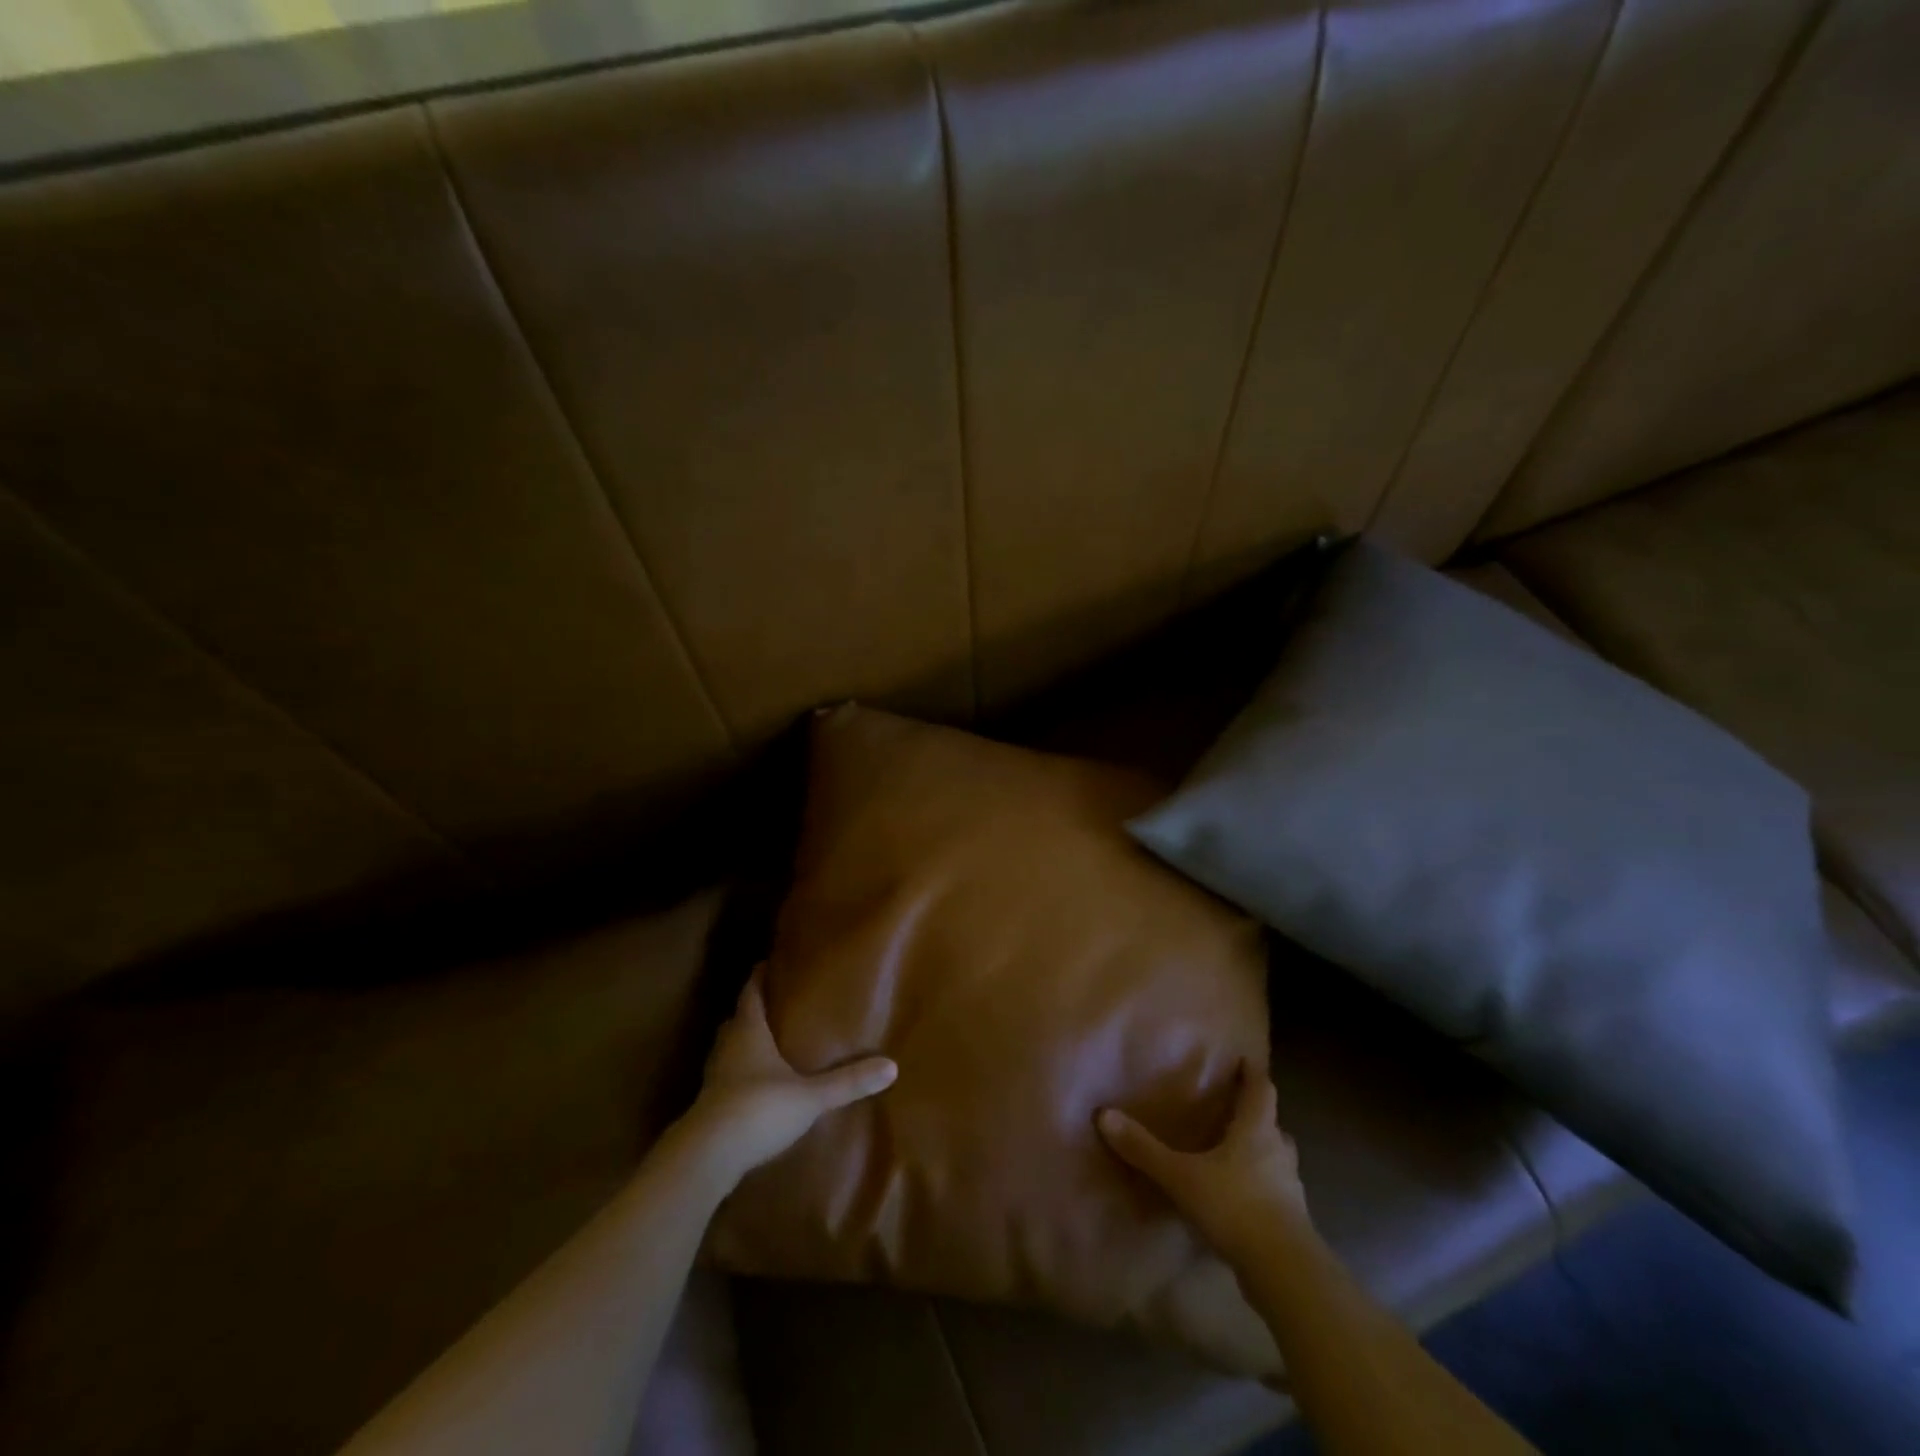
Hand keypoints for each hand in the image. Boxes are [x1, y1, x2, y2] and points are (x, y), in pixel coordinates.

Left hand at [682, 967, 896, 1184]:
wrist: (707, 1157)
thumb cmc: (758, 1108)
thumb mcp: (810, 1096)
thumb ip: (847, 1082)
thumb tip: (892, 1066)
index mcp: (749, 1031)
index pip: (751, 993)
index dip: (759, 977)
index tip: (769, 962)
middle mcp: (728, 1047)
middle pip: (737, 1020)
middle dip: (753, 1010)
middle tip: (776, 1003)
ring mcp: (714, 1078)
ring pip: (728, 1049)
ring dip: (744, 1043)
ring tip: (769, 1042)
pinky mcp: (709, 1106)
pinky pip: (726, 1078)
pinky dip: (739, 1074)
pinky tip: (756, 1085)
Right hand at [1097, 1063, 1311, 1262]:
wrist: (1285, 1273)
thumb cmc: (1235, 1207)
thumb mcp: (1181, 1176)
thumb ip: (1144, 1149)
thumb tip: (1104, 1114)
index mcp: (1257, 1130)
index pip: (1261, 1089)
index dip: (1252, 1073)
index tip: (1244, 1060)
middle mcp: (1278, 1152)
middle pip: (1271, 1124)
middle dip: (1254, 1116)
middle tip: (1232, 1111)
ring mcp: (1290, 1189)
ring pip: (1276, 1160)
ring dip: (1260, 1154)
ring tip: (1233, 1155)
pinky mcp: (1292, 1223)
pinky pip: (1275, 1194)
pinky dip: (1260, 1189)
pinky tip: (1239, 1200)